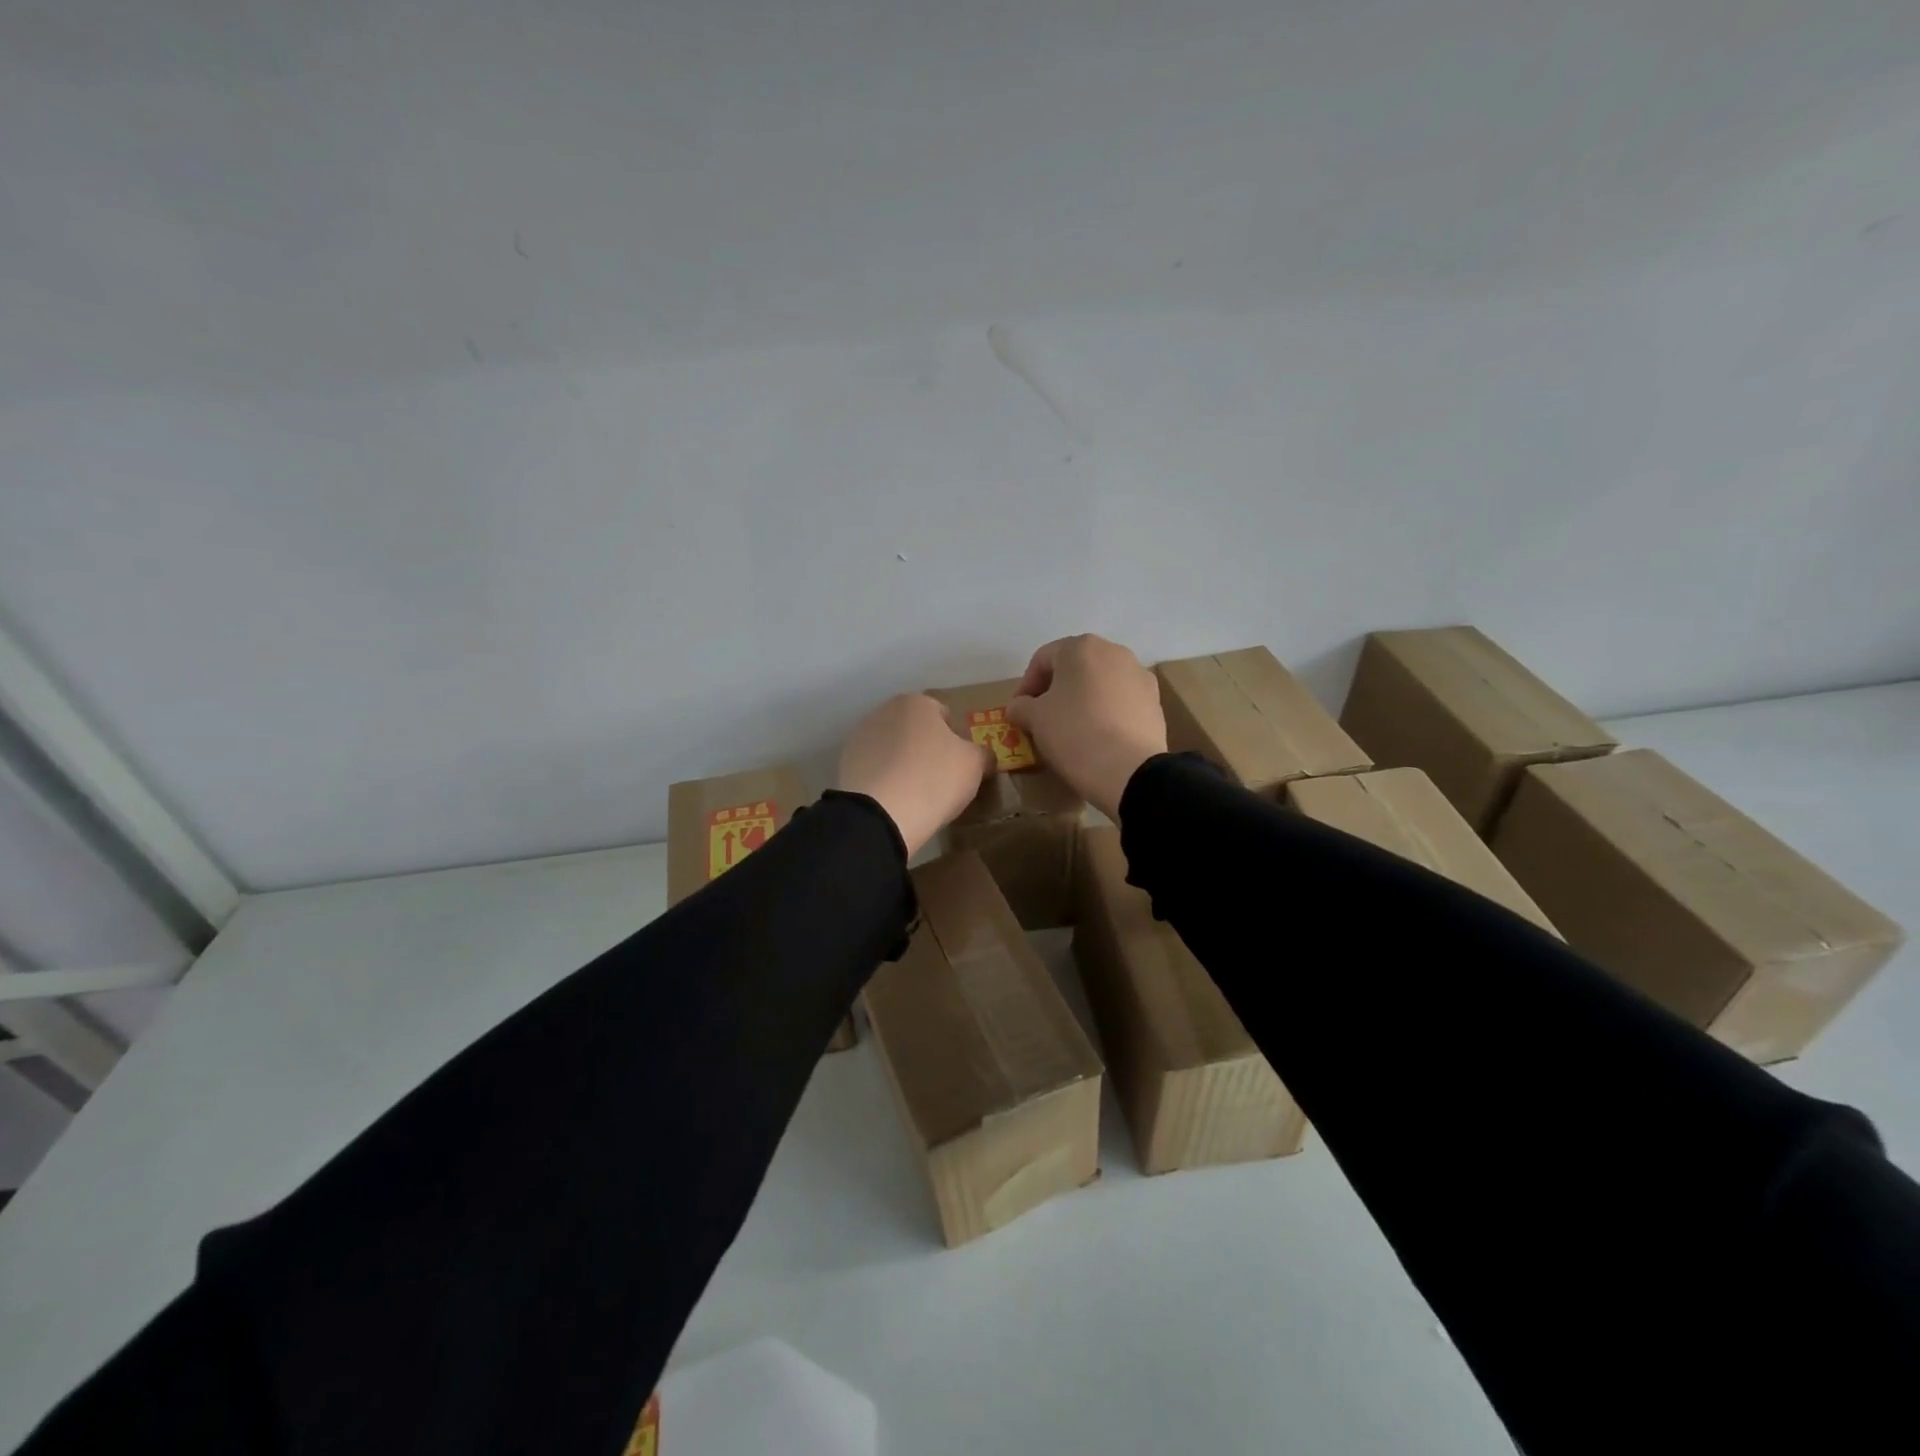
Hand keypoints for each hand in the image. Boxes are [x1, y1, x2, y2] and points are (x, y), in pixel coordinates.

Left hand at [838, 694, 993, 857]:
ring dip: (904, 763)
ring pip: (893, 748)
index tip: (961, 765)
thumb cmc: (935, 779)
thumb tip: (984, 756)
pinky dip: (885, 779)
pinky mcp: (846, 763)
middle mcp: (885, 711)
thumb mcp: (975, 765)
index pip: (945, 716)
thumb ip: (983, 754)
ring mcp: (861, 737)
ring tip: (916, 793)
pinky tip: (895, 800)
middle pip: (915, 730)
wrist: (882, 813)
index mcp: (917, 703)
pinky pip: (876, 769)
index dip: (957, 740)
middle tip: (940, 779)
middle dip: (927, 748)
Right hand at [1008, 635, 1166, 822]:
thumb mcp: (1035, 719)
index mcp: (1081, 647)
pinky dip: (1106, 713)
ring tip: (1072, 729)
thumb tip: (1019, 707)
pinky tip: (1099, 737)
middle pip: (1075, 668)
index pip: (1042, 660)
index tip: (1019, 712)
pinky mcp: (1155, 702)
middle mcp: (1114, 652)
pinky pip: (1121, 702)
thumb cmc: (1074, 733)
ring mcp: (1139, 675)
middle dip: (1056, 690)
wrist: (1130, 771)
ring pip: (1100, 684)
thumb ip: (1021, 706)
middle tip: (1043, 718)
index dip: (1025, 685)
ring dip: (1083, 700)